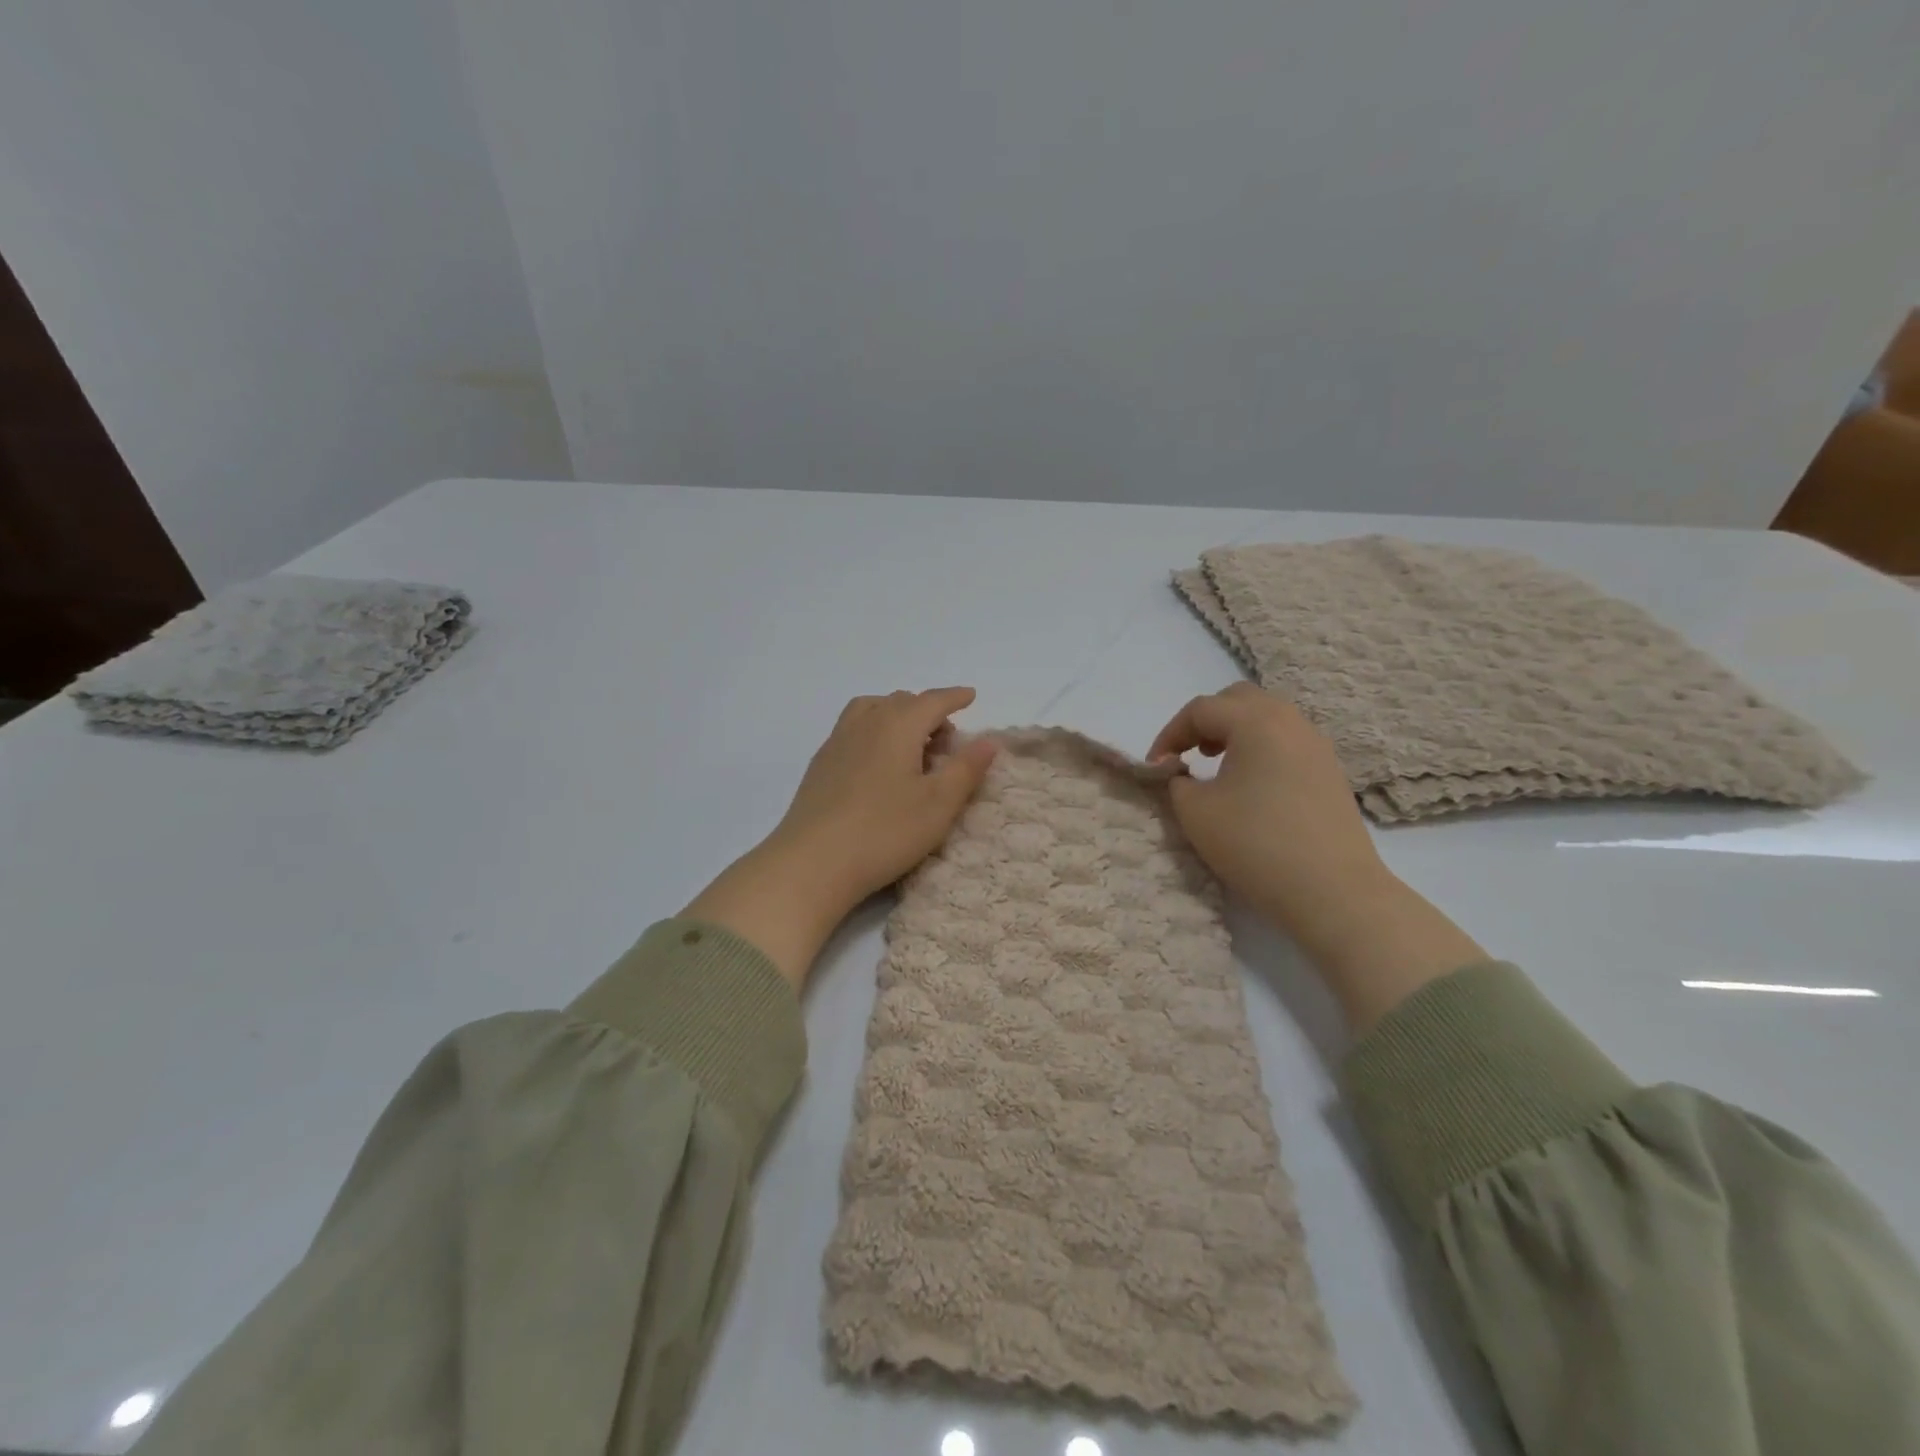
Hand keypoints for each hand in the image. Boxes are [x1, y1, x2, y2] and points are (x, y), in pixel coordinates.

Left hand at [684, 688, 996, 987]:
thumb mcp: (938, 804)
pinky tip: (877, 762)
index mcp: (898, 726)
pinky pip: (853, 729)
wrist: (813, 862)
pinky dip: (874, 730)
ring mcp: (837, 742)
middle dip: (927, 710)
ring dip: (896, 716)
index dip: (954, 697)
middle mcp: (866, 723)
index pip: (932, 701)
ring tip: (911, 744)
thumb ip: (966, 768)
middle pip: (901, 701)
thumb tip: (989, 740)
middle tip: (946, 739)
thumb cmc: (885, 831)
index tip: (970, 696)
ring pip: (871, 710)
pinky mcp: (820, 765)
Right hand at [1148, 682, 1384, 928]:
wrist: (1332, 891)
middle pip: (1238, 700)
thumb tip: (1183, 774)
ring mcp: (1317, 745)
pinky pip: (1286, 742)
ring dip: (1234, 733)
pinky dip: (1260, 749)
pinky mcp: (1330, 772)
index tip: (1155, 767)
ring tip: (1216, 767)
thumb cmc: (1256, 844)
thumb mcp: (1196, 812)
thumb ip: (1177, 782)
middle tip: (1188, 754)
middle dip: (1205, 722)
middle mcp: (1290, 721)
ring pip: (1267, 718)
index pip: (1200, 709)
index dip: (1169, 734)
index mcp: (1256, 721)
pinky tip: (1251, 787)